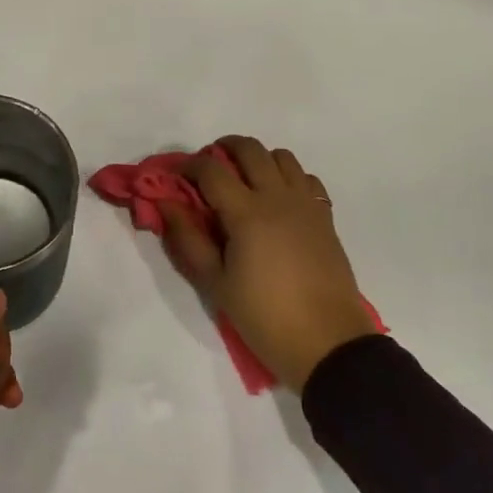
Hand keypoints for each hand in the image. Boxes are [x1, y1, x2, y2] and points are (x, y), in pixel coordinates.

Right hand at [159, 136, 378, 393]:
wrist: (327, 344)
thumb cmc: (265, 317)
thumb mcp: (216, 283)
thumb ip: (188, 238)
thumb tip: (165, 203)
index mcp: (247, 213)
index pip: (211, 170)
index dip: (188, 166)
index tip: (175, 176)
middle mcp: (278, 197)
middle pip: (249, 149)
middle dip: (223, 149)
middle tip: (209, 170)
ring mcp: (306, 204)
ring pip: (281, 156)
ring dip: (258, 159)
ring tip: (244, 182)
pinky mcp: (325, 217)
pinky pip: (306, 178)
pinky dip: (288, 177)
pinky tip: (278, 200)